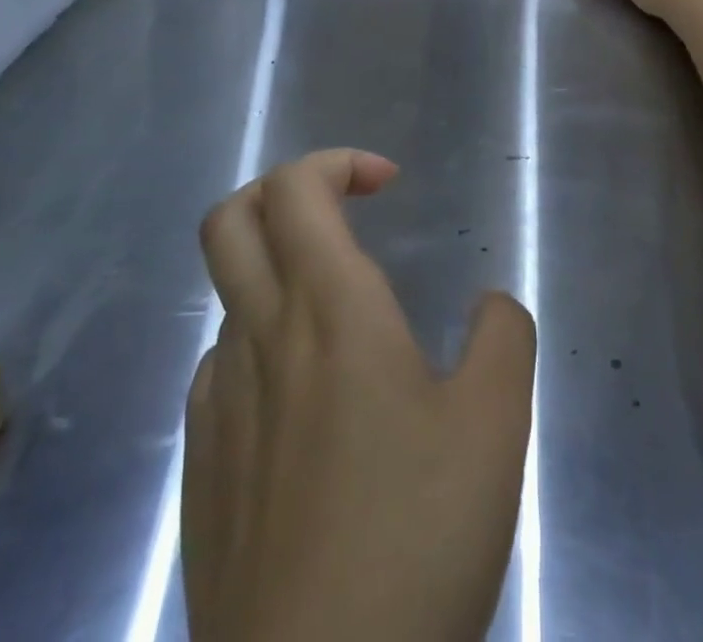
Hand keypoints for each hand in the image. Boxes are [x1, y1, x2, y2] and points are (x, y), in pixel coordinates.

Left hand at [184, 148, 537, 641]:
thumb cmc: (413, 541)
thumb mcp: (495, 426)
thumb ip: (503, 336)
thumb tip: (491, 305)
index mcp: (327, 309)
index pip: (295, 187)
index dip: (338, 162)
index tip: (388, 185)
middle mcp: (260, 339)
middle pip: (230, 219)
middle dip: (282, 192)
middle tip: (341, 216)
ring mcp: (217, 406)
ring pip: (228, 296)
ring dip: (279, 276)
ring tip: (344, 327)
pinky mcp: (200, 471)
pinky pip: (222, 370)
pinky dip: (261, 348)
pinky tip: (306, 409)